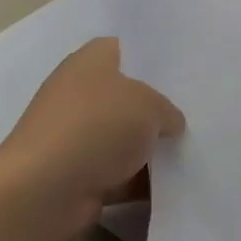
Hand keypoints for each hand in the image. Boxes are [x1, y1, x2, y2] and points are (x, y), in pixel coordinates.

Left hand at [0, 37, 183, 228]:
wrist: (43, 192)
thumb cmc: (96, 127)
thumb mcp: (149, 105)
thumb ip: (167, 109)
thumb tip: (170, 123)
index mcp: (91, 61)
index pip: (127, 49)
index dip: (154, 59)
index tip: (186, 72)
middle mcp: (79, 93)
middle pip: (128, 96)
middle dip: (158, 107)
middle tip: (197, 114)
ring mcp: (76, 136)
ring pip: (125, 137)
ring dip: (150, 148)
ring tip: (194, 151)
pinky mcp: (77, 174)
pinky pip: (119, 172)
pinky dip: (139, 180)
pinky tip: (174, 185)